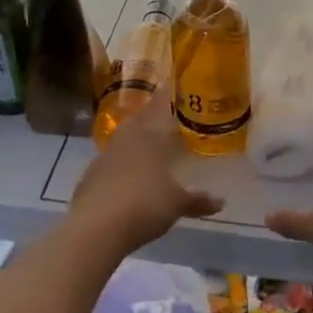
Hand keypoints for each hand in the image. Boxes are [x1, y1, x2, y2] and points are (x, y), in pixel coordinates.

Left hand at [68, 89, 222, 251]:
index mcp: (150, 136)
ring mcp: (105, 156)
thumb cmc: (144, 205)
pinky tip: (128, 175)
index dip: (167, 96)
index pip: (160, 107)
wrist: (96, 226)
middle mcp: (126, 138)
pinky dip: (121, 163)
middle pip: (139, 119)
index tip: (173, 86)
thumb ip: (198, 200)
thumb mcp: (177, 204)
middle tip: (164, 117)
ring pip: (123, 138)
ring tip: (148, 144)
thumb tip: (221, 201)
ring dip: (135, 139)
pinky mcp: (90, 175)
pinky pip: (110, 161)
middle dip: (151, 116)